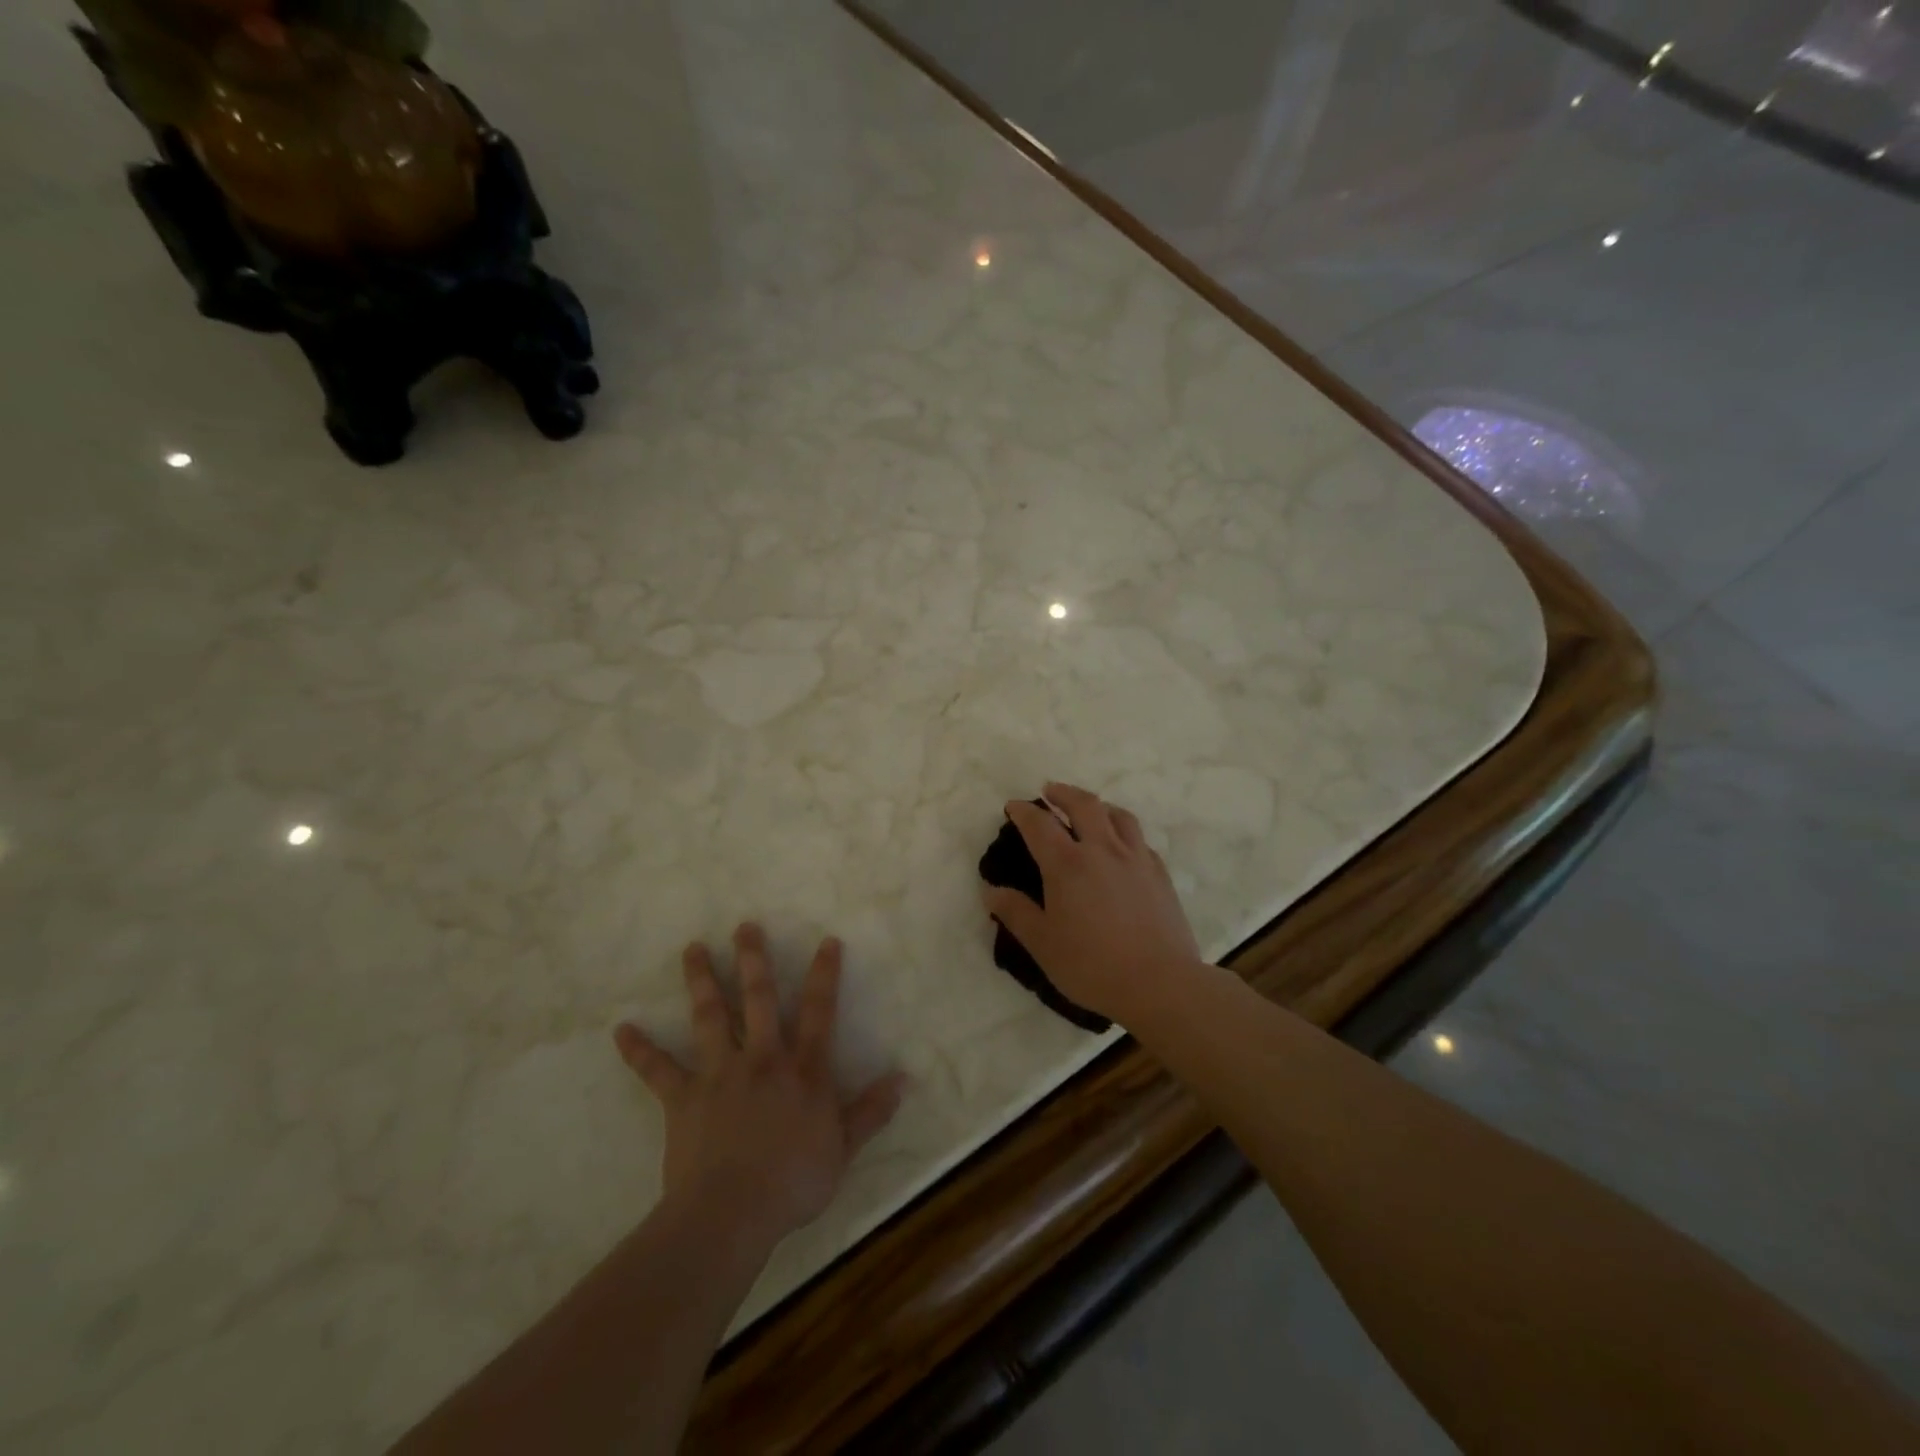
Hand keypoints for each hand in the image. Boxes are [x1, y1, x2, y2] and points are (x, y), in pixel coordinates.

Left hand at [614, 924, 903, 1251]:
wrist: (731, 1213)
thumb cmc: (793, 1182)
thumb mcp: (843, 1148)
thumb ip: (871, 1110)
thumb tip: (903, 1078)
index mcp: (802, 1070)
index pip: (818, 1011)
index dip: (824, 974)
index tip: (827, 941)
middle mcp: (762, 1059)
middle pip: (758, 999)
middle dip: (753, 959)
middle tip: (744, 927)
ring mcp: (720, 1074)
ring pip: (710, 1017)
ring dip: (701, 980)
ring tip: (692, 948)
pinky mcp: (683, 1097)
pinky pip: (658, 1070)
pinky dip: (639, 1050)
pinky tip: (621, 1030)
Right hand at [982, 782, 1205, 1021]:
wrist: (1160, 983)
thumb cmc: (1092, 965)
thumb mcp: (1043, 944)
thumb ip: (1015, 913)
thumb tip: (990, 891)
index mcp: (1068, 865)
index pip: (1039, 824)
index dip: (1023, 812)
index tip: (1013, 806)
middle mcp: (1102, 850)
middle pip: (1083, 804)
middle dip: (1063, 793)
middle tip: (1050, 791)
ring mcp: (1136, 859)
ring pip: (1118, 815)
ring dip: (1098, 805)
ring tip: (1089, 808)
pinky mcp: (1160, 874)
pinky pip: (1139, 839)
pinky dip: (1124, 831)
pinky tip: (1122, 845)